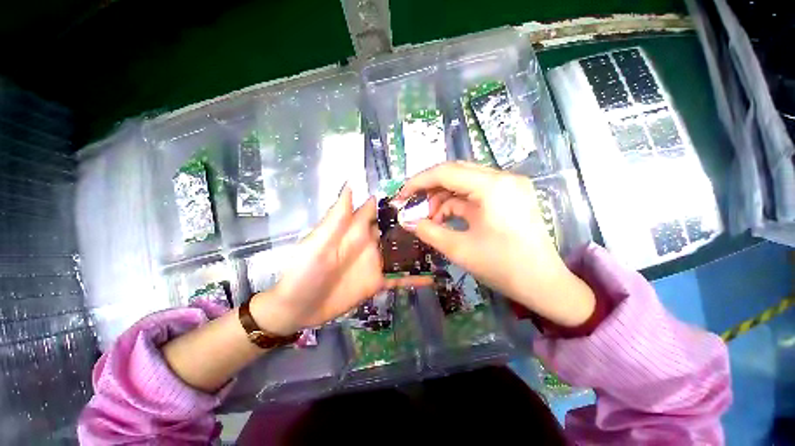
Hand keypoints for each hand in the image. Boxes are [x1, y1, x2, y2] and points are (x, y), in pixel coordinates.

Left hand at [250, 186, 430, 334]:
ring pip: (401, 251)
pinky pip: (399, 278)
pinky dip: (415, 277)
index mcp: (356, 229)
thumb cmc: (304, 271)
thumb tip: (351, 184)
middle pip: (395, 229)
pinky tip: (433, 277)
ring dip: (419, 248)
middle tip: (442, 219)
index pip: (378, 209)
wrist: (298, 308)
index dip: (396, 201)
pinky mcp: (378, 281)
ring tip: (443, 243)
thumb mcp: (319, 241)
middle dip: (415, 223)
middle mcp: (369, 242)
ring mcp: (376, 262)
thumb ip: (338, 216)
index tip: (421, 194)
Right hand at [396, 162, 593, 326]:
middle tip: (413, 206)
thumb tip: (408, 221)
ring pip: (464, 183)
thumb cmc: (503, 267)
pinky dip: (457, 204)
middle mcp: (503, 178)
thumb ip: (429, 231)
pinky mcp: (508, 197)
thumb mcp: (459, 249)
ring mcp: (508, 186)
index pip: (446, 172)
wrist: (544, 285)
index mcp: (493, 186)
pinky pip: (474, 194)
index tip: (402, 195)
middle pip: (455, 173)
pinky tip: (446, 219)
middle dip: (430, 189)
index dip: (419, 182)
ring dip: (443, 198)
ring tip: (430, 219)